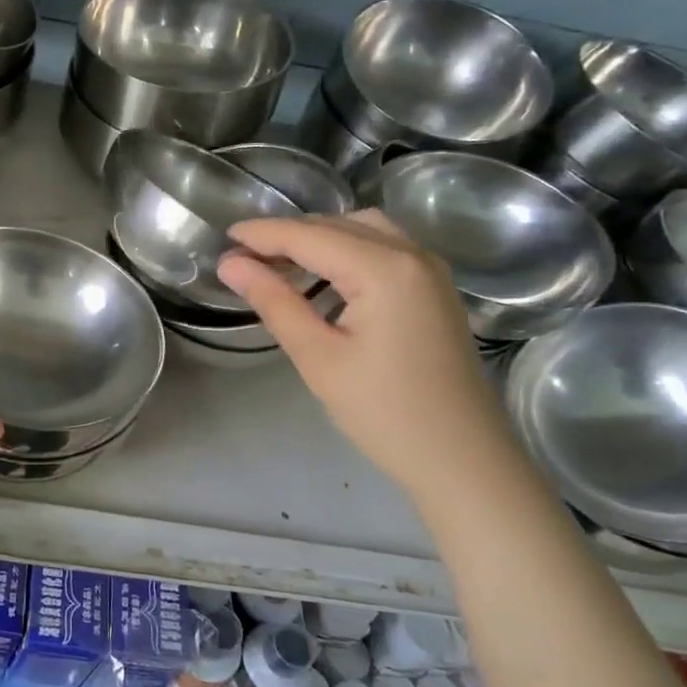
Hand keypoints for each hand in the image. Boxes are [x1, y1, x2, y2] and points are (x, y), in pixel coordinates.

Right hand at [218, 212, 525, 496]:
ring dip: (318, 238)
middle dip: (287, 235)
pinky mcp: (435, 288)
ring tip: (278, 264)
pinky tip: (322, 278)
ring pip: (362, 230)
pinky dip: (346, 250)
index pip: (309, 236)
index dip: (263, 233)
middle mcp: (412, 254)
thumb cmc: (385, 414)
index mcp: (385, 269)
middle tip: (243, 258)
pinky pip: (383, 248)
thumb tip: (231, 264)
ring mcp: (430, 270)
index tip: (223, 237)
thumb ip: (274, 302)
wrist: (463, 460)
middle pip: (337, 225)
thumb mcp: (318, 358)